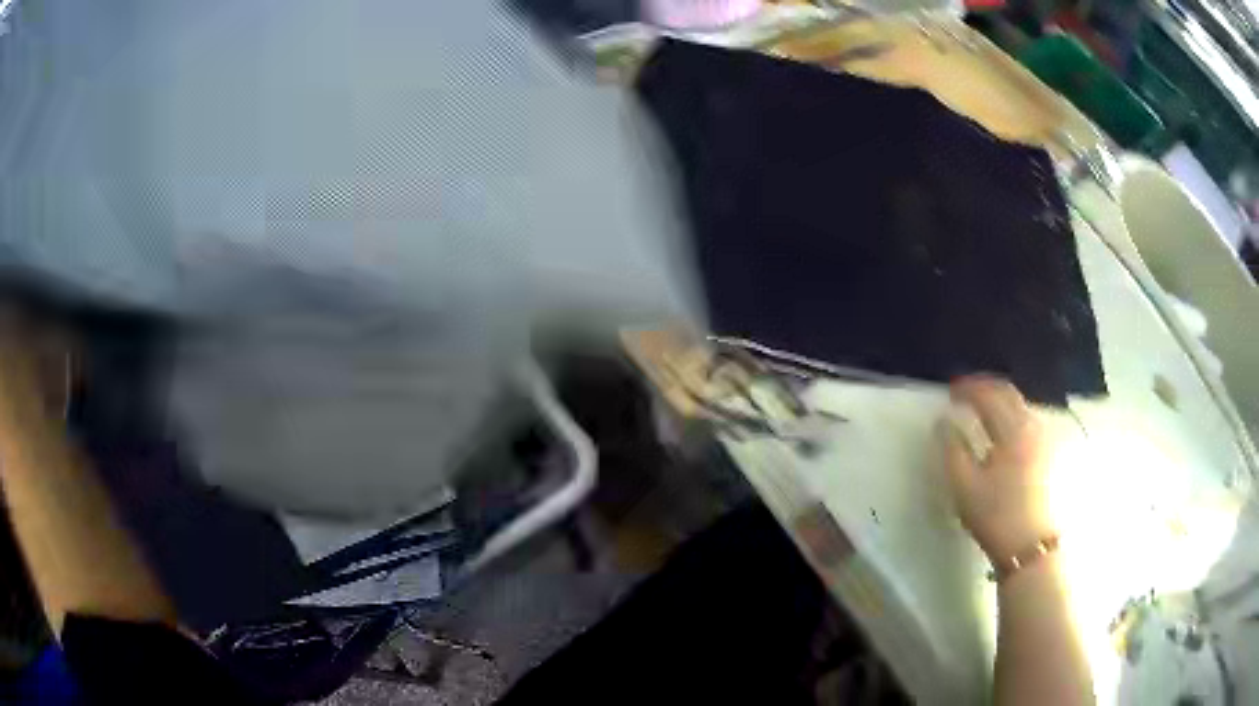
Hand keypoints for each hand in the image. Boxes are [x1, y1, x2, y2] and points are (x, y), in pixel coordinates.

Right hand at [940, 375, 1056, 562]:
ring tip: (983, 408)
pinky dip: (1012, 415)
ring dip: (1000, 401)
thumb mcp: (965, 486)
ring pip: (1021, 406)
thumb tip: (943, 422)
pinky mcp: (1048, 454)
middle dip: (986, 388)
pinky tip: (1003, 430)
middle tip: (965, 392)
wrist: (1031, 546)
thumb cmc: (996, 516)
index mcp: (1012, 429)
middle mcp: (1032, 426)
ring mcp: (1044, 439)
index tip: (949, 391)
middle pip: (1009, 393)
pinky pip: (1028, 420)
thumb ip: (952, 449)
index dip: (967, 389)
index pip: (989, 395)